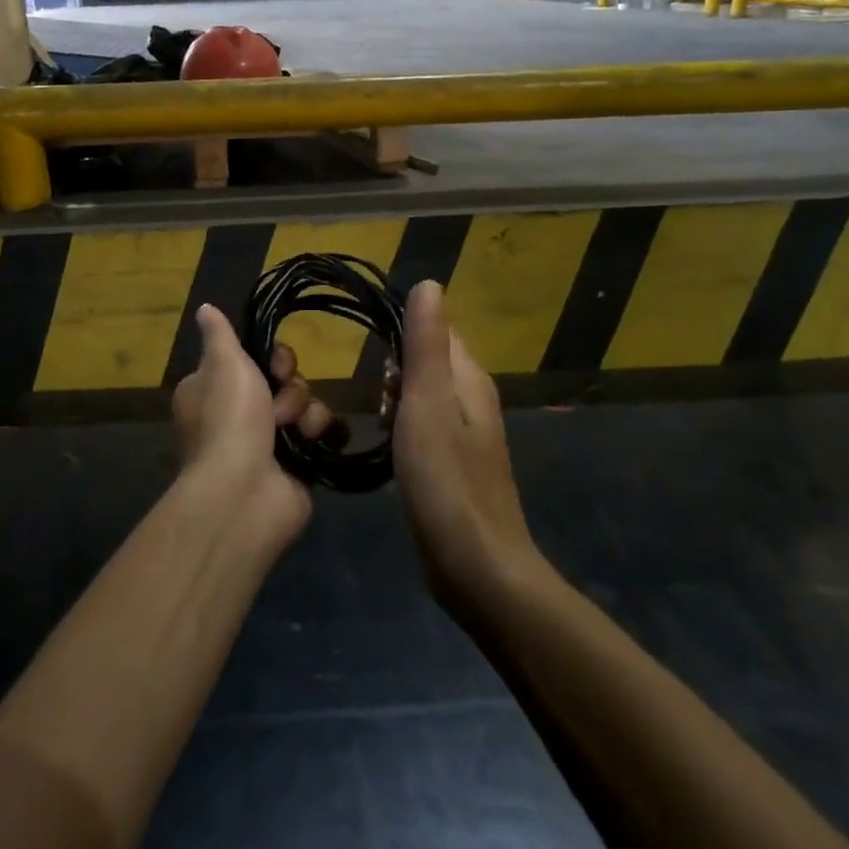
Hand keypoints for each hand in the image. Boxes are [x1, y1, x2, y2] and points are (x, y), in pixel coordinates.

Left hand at [171, 306, 311, 544]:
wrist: (245, 491)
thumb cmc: (230, 419)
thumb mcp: (222, 365)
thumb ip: (220, 335)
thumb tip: (205, 308)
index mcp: (216, 389)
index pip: (254, 359)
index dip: (272, 357)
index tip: (275, 363)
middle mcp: (240, 414)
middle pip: (285, 381)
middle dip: (290, 387)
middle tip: (280, 402)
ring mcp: (270, 442)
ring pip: (306, 405)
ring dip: (306, 412)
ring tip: (295, 431)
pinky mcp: (298, 464)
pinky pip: (322, 433)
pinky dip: (323, 433)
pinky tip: (316, 440)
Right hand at [391, 282, 539, 621]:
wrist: (476, 566)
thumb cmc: (446, 479)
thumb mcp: (428, 403)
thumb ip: (426, 344)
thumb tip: (429, 283)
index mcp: (471, 378)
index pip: (439, 329)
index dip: (404, 329)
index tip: (372, 348)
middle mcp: (474, 399)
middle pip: (430, 360)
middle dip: (397, 367)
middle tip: (377, 396)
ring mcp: (467, 434)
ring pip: (425, 393)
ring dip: (398, 396)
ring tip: (380, 419)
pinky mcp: (456, 463)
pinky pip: (425, 424)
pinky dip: (404, 424)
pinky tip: (390, 444)